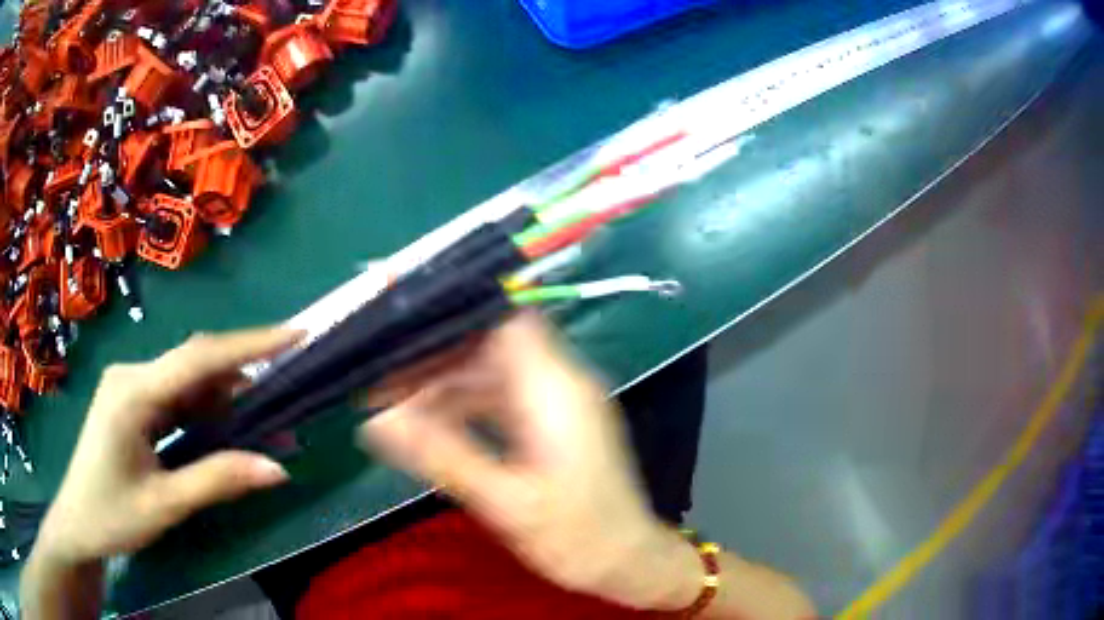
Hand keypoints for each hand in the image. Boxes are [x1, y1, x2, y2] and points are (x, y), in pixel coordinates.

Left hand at [33, 328, 298, 567]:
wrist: (78, 522)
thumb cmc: (113, 515)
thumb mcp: (165, 505)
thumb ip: (218, 480)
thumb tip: (279, 468)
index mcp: (133, 392)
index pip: (199, 358)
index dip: (249, 344)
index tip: (296, 335)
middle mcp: (132, 376)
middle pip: (195, 365)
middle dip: (244, 375)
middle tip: (289, 390)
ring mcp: (131, 387)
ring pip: (188, 382)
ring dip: (227, 401)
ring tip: (266, 423)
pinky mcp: (133, 403)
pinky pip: (177, 398)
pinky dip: (206, 413)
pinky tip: (226, 431)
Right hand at [360, 314, 704, 610]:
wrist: (626, 561)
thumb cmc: (576, 536)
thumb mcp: (505, 502)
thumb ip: (442, 457)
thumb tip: (377, 422)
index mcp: (556, 390)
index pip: (504, 321)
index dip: (454, 319)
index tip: (403, 333)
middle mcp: (561, 384)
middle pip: (491, 347)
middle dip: (437, 360)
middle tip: (381, 379)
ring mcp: (559, 404)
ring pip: (492, 374)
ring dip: (447, 386)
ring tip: (395, 404)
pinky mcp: (554, 424)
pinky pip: (503, 400)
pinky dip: (467, 408)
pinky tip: (432, 425)